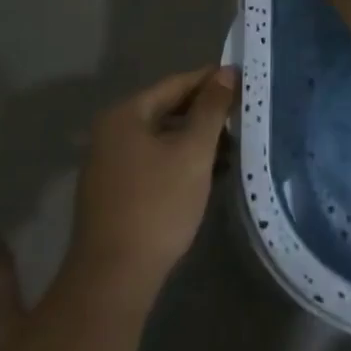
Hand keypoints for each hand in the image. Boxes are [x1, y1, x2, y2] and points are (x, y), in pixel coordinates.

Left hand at [66, 66, 236, 305]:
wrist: (114, 278)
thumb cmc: (157, 205)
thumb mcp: (193, 152)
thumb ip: (211, 109)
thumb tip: (226, 72)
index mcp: (125, 114)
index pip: (175, 83)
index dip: (210, 80)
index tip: (242, 80)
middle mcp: (110, 132)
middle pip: (166, 109)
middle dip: (204, 112)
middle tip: (241, 114)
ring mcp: (108, 164)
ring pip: (161, 138)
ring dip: (195, 139)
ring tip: (232, 146)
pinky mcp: (114, 192)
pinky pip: (153, 161)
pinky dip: (179, 160)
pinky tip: (207, 173)